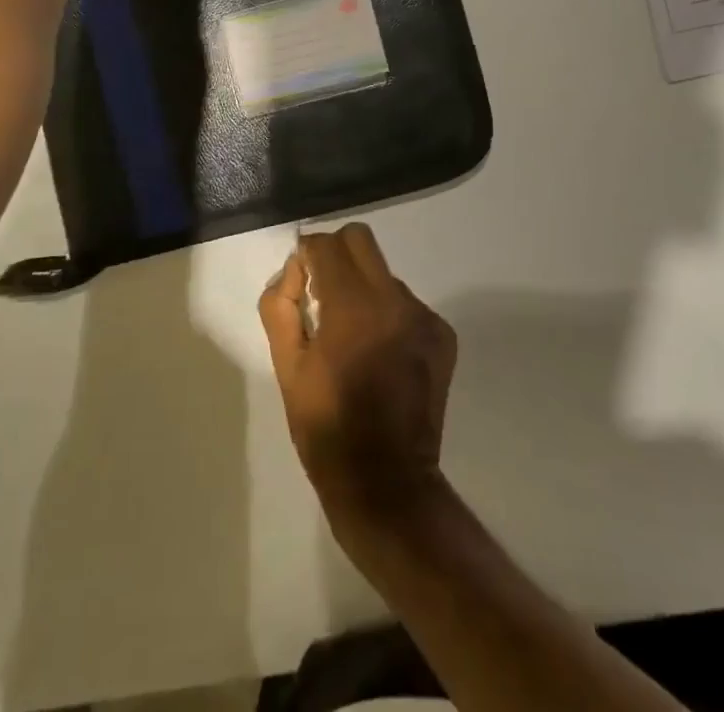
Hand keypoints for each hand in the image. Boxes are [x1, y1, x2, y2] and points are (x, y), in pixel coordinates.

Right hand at [259, 223, 457, 528]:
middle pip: (360, 241)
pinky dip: (387, 313)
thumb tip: (294, 271)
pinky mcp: (442, 336)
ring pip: (383, 273)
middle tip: (322, 292)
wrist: (386, 483)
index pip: (326, 245)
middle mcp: (394, 301)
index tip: (299, 280)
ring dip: (363, 287)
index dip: (306, 254)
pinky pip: (405, 303)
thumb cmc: (326, 427)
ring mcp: (424, 317)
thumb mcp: (287, 368)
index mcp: (353, 308)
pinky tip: (379, 353)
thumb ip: (280, 306)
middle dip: (335, 254)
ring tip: (352, 335)